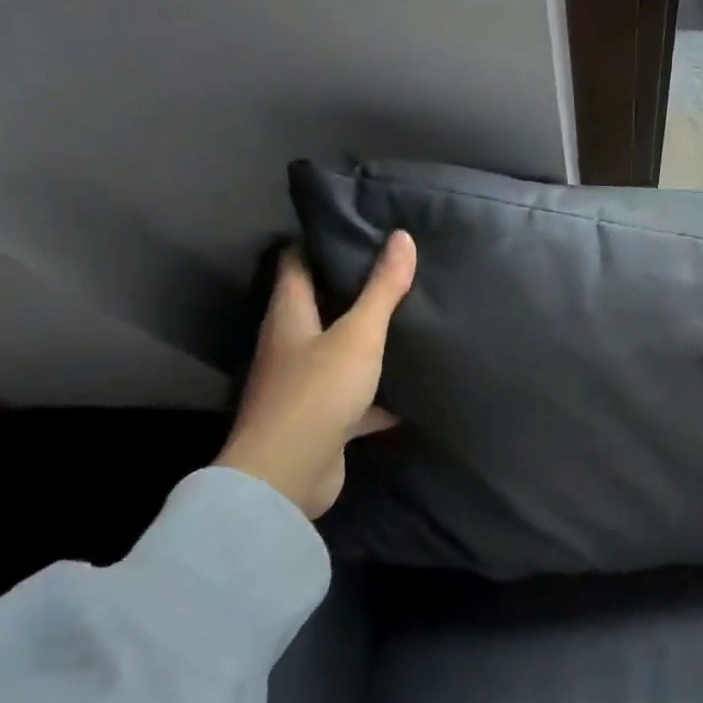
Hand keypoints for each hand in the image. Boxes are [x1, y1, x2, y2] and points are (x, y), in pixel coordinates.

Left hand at [216, 232, 416, 518]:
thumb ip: (382, 289)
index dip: (322, 241)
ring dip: (369, 339)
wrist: (288, 476)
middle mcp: (292, 344)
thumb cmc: (318, 392)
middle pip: (321, 305)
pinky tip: (414, 385)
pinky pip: (357, 395)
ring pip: (341, 350)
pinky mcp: (324, 418)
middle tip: (398, 268)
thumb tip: (402, 237)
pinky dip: (382, 391)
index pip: (297, 262)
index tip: (360, 226)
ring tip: (412, 316)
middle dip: (354, 287)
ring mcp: (306, 383)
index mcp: (290, 315)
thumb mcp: (358, 335)